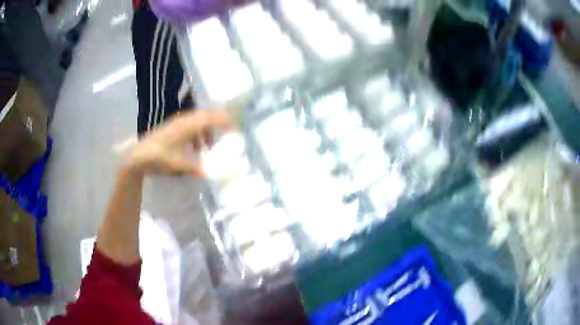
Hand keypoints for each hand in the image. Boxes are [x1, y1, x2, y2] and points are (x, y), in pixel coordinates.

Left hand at [124, 109, 233, 175]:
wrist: (138, 156)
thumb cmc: (158, 158)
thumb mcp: (177, 165)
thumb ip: (194, 168)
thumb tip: (209, 173)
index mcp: (186, 126)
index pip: (208, 118)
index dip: (222, 120)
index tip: (234, 125)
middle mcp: (182, 121)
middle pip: (204, 116)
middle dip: (217, 122)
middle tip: (228, 129)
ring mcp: (176, 124)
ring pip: (197, 122)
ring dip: (205, 132)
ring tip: (208, 147)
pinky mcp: (171, 129)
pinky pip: (189, 128)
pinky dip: (196, 136)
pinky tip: (194, 149)